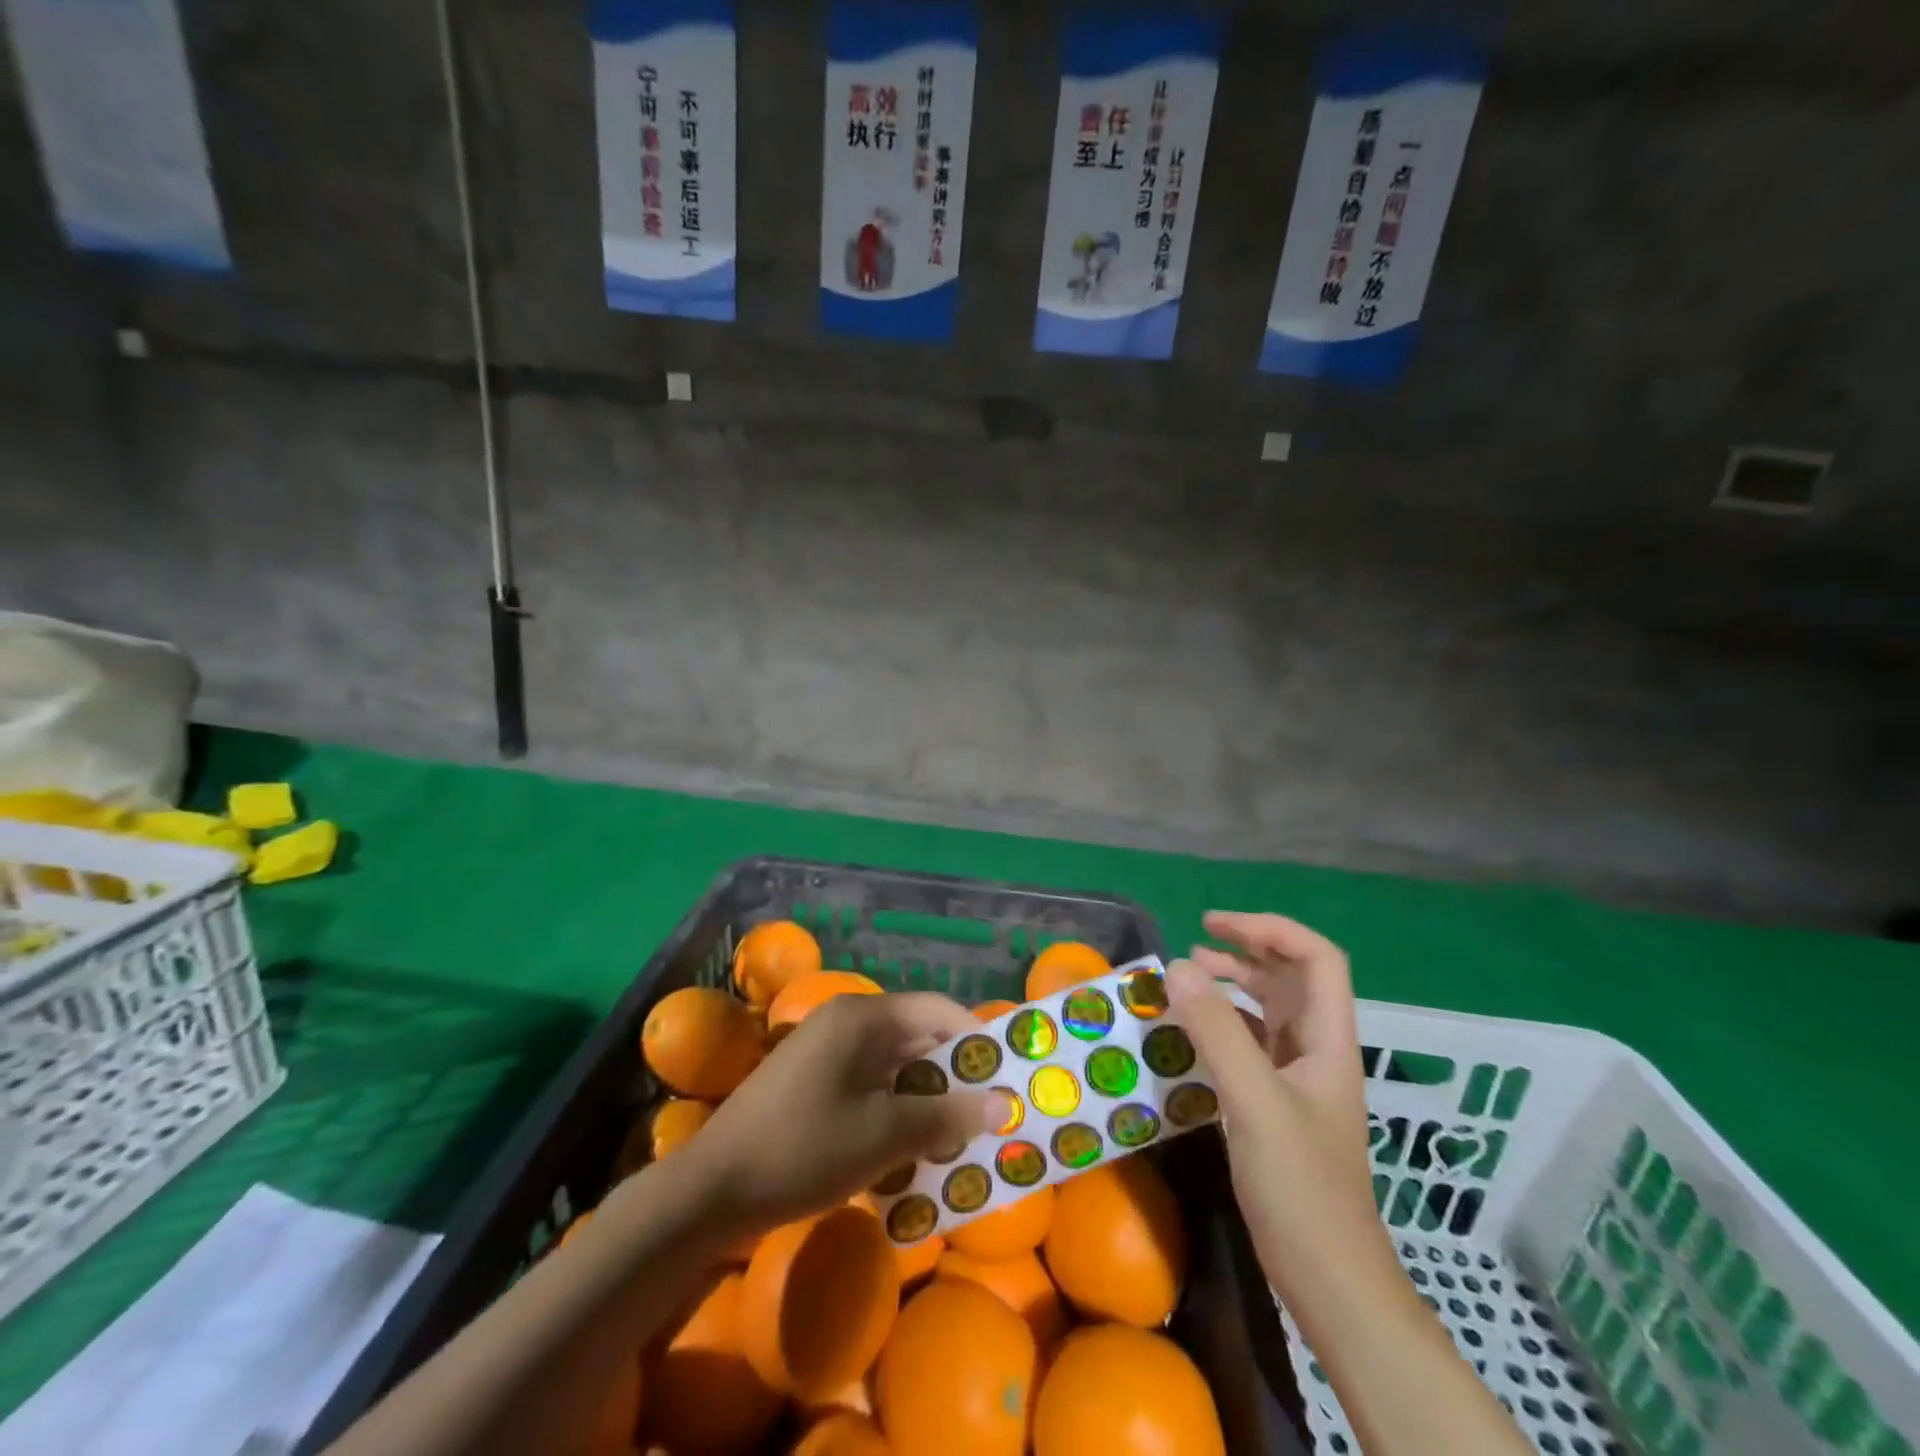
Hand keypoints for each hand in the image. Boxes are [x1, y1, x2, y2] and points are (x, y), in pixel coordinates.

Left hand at [679, 991, 1006, 1230]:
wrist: (711, 1189)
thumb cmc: (803, 1149)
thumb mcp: (883, 1136)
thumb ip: (945, 1116)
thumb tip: (1003, 1104)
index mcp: (864, 1017)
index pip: (938, 1010)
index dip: (977, 1038)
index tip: (1007, 1076)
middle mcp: (847, 1021)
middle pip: (918, 1035)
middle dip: (954, 1074)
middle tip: (989, 1114)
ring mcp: (826, 1050)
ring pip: (895, 1064)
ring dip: (926, 1097)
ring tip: (958, 1137)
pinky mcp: (813, 1079)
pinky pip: (870, 1083)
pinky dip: (895, 1108)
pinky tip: (911, 1147)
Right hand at [1165, 911, 1391, 1293]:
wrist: (1329, 1279)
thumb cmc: (1302, 1186)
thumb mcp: (1254, 1101)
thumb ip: (1217, 1031)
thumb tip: (1177, 965)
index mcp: (1328, 1039)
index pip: (1317, 959)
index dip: (1271, 930)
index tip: (1214, 927)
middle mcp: (1316, 1049)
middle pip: (1290, 977)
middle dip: (1246, 950)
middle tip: (1195, 942)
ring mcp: (1297, 1078)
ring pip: (1268, 1009)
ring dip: (1232, 984)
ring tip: (1187, 976)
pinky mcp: (1276, 1104)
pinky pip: (1248, 1043)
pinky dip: (1221, 1024)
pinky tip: (1190, 1031)